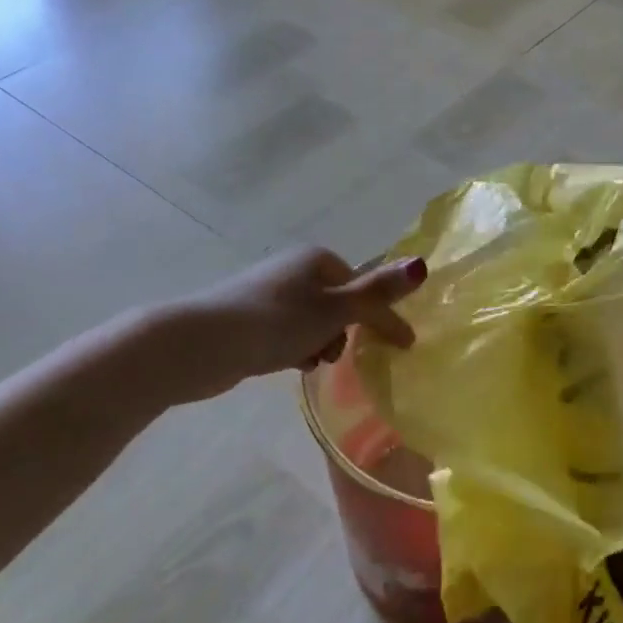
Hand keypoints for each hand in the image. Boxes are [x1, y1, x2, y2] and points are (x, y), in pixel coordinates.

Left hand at [180, 246, 427, 395]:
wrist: (201, 344)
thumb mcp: (335, 310)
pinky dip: (296, 348)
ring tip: (310, 362)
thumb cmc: (276, 322)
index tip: (403, 347)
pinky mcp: (250, 317)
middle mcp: (295, 268)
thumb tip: (421, 264)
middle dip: (345, 331)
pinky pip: (289, 332)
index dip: (381, 315)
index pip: (363, 285)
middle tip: (337, 355)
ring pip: (314, 321)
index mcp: (318, 258)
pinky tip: (290, 364)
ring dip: (320, 343)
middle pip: (339, 303)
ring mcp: (270, 293)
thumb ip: (378, 293)